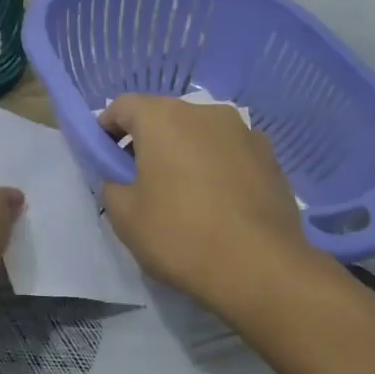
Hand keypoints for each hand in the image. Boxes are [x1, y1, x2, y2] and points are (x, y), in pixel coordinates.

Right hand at [98, 94, 313, 314]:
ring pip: (200, 134)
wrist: (259, 266)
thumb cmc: (180, 235)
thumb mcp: (124, 217)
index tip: (104, 158)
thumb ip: (113, 185)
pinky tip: (218, 204)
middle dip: (148, 141)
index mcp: (163, 118)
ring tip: (184, 195)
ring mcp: (244, 132)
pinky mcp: (270, 157)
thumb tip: (123, 179)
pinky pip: (230, 153)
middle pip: (164, 117)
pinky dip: (217, 168)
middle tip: (140, 180)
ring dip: (185, 153)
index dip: (107, 128)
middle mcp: (205, 112)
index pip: (123, 106)